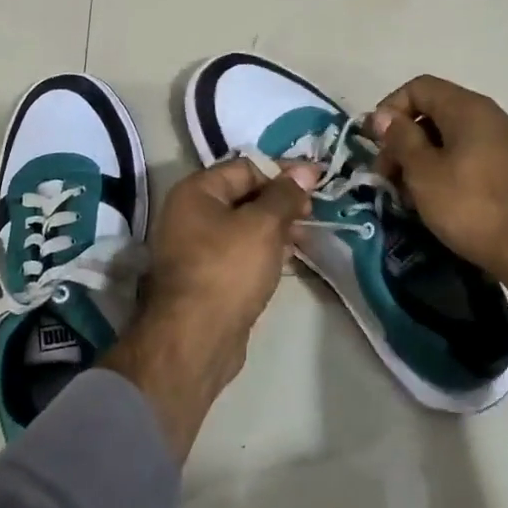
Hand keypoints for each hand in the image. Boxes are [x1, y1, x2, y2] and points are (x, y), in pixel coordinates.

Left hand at [101, 158, 321, 461]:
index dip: (283, 172)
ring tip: (308, 234)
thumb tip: (304, 171)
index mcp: (196, 191)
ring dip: (277, 227)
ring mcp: (197, 248)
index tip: (318, 180)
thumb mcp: (263, 224)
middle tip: (314, 211)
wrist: (196, 339)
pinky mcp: (208, 277)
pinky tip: (290, 256)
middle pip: (244, 196)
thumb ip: (285, 195)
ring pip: (245, 226)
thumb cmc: (228, 269)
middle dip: (281, 201)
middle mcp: (190, 214)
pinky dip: (265, 250)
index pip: (246, 168)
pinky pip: (241, 252)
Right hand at [369, 75, 507, 333]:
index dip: (389, 109)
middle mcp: (495, 115)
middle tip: (387, 176)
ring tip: (410, 194)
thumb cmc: (471, 207)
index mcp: (470, 108)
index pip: (420, 87)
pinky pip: (475, 155)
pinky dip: (450, 168)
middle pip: (437, 111)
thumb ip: (400, 139)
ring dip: (425, 157)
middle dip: (405, 139)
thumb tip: (383, 116)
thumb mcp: (424, 173)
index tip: (375, 143)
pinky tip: (441, 200)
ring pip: (456, 136)